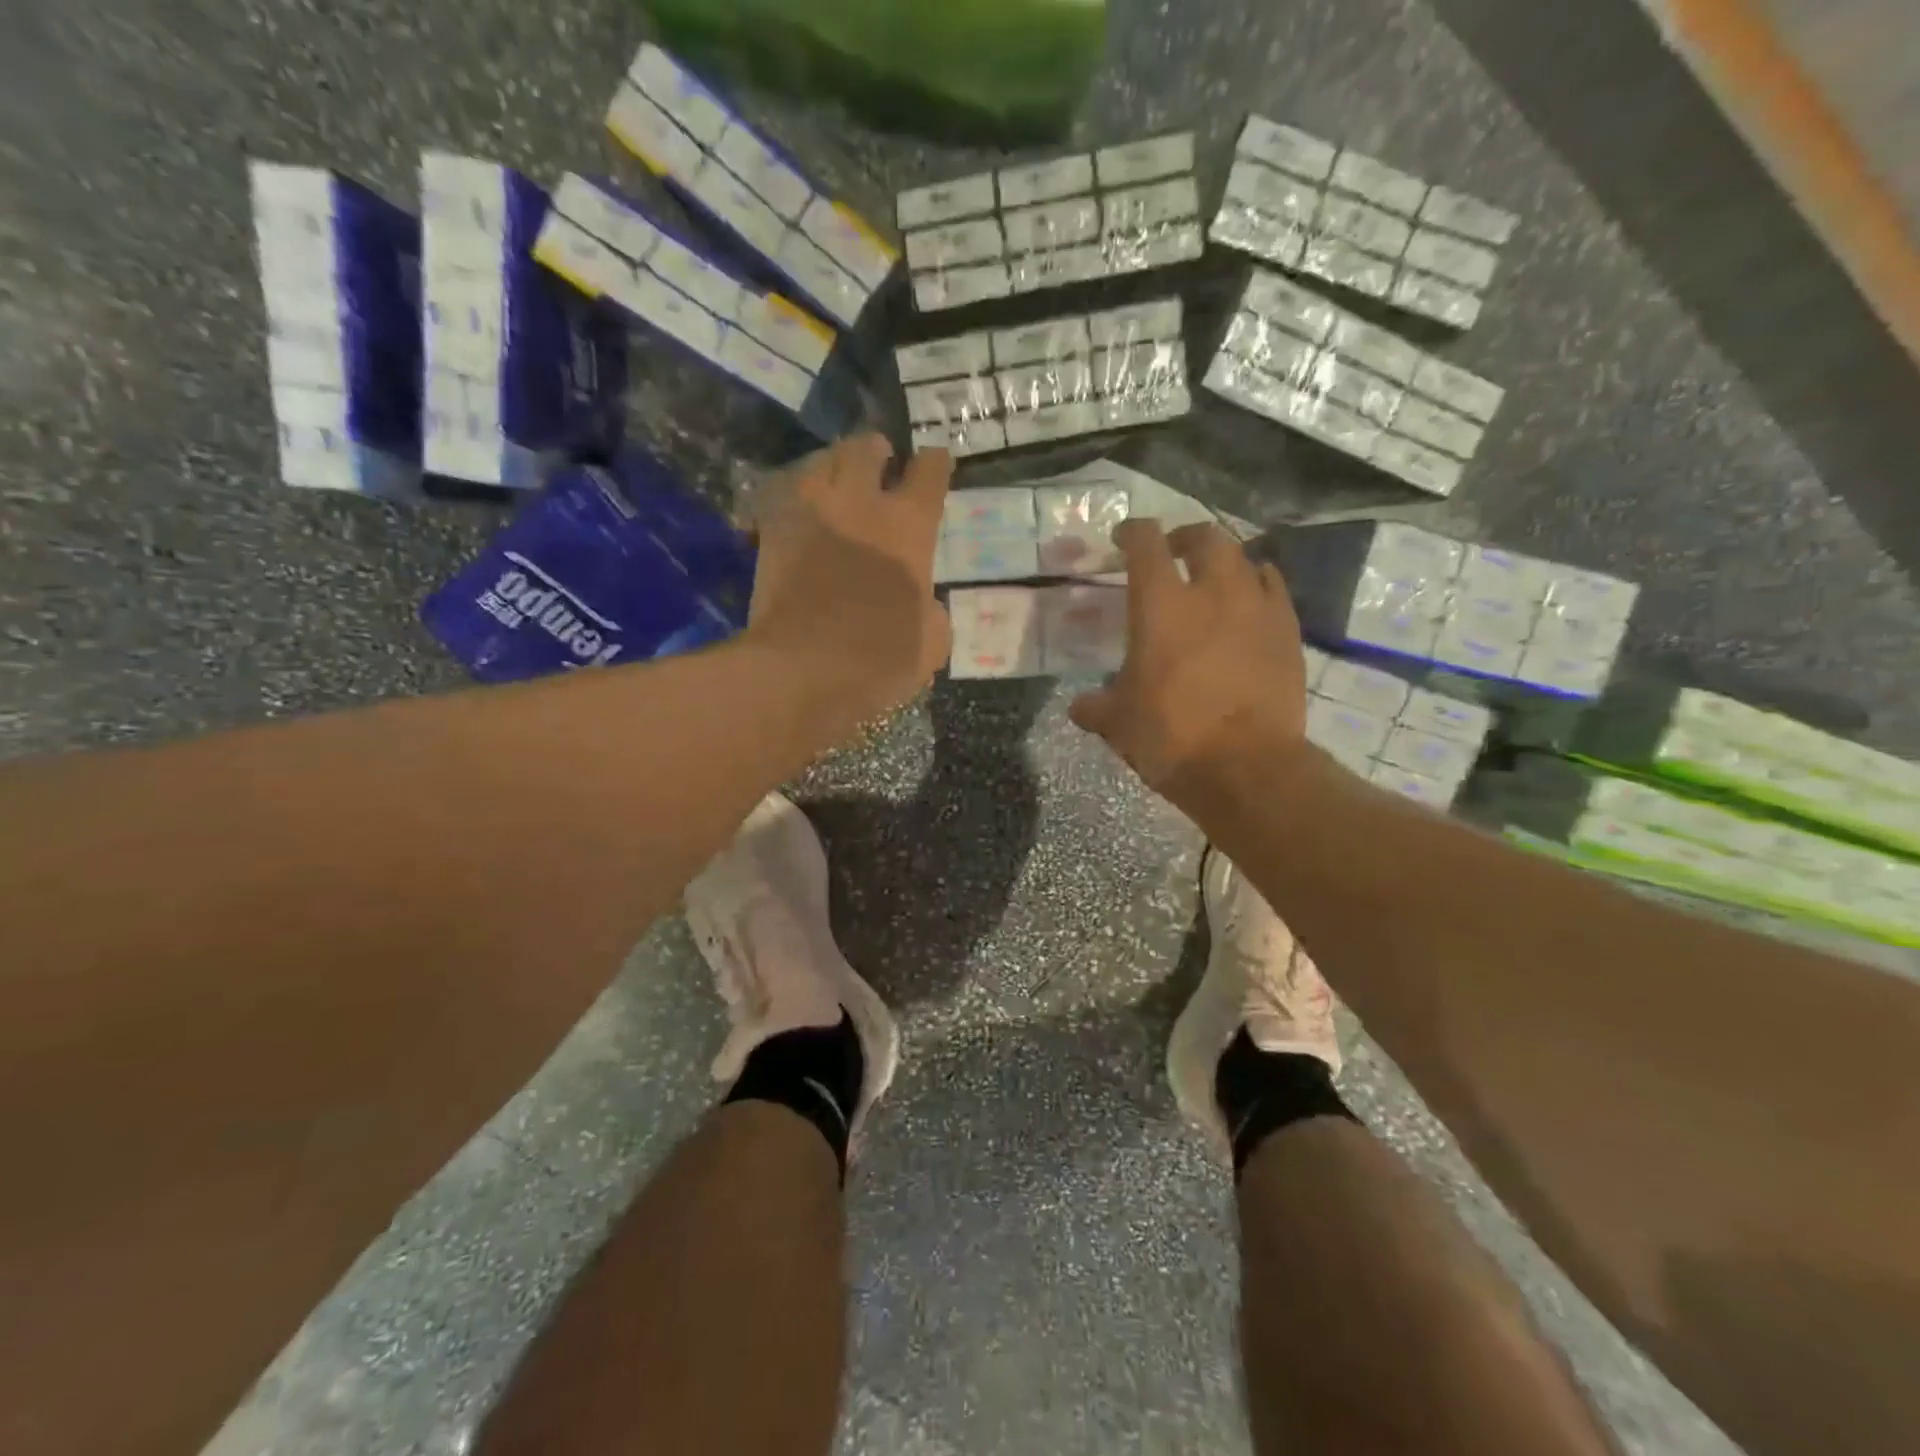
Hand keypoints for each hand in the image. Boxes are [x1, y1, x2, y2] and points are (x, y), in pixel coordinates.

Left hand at [745, 433, 952, 721]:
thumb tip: (920, 602)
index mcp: (908, 526)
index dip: (934, 464)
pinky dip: (793, 498)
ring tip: (836, 480)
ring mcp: (809, 513)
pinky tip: (800, 511)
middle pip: (865, 449)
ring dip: (832, 465)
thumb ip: (930, 608)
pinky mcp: (770, 532)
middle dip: (875, 450)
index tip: (934, 464)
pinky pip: (781, 496)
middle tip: (879, 461)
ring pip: (818, 462)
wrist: (803, 670)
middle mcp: (859, 504)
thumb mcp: (932, 641)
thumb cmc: (879, 658)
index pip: (928, 472)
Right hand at [1069, 520, 1309, 803]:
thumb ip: (1095, 706)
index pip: (1146, 543)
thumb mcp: (1118, 723)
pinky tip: (1247, 606)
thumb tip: (1079, 706)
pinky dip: (1256, 586)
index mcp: (1161, 605)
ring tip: (1213, 579)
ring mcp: (1257, 608)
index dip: (1132, 532)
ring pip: (1245, 558)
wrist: (1246, 767)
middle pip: (1205, 537)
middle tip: (1172, 553)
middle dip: (1184, 537)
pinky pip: (1273, 589)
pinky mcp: (1288, 632)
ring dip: (1224, 561)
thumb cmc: (1171, 737)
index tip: (1123, 539)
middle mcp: (1213, 591)